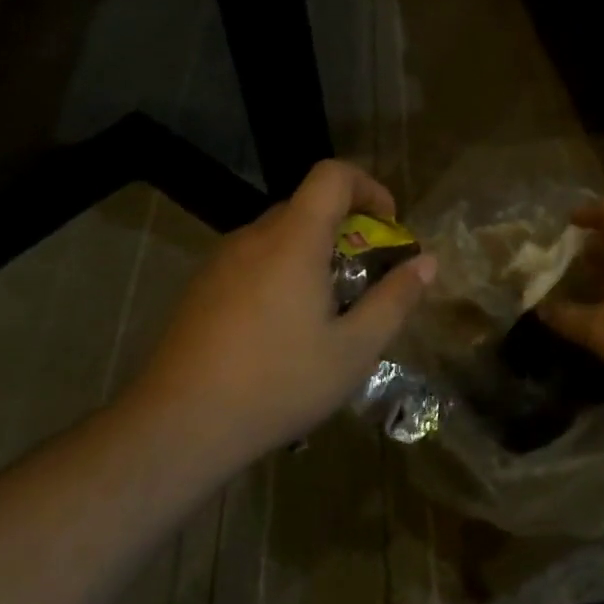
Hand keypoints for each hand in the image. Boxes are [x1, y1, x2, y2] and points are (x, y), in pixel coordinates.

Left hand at [123, 160, 435, 462]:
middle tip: (365, 277)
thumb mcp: (353, 351)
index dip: (368, 187)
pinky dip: (280, 273)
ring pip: (279, 236)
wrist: (176, 427)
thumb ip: (395, 300)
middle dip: (346, 228)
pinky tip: (280, 331)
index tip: (388, 225)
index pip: (332, 175)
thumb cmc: (277, 383)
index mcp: (293, 240)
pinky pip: (252, 260)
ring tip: (326, 311)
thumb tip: (427, 263)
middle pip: (307, 205)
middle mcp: (254, 237)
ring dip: (312, 254)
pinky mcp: (200, 288)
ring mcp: (220, 261)